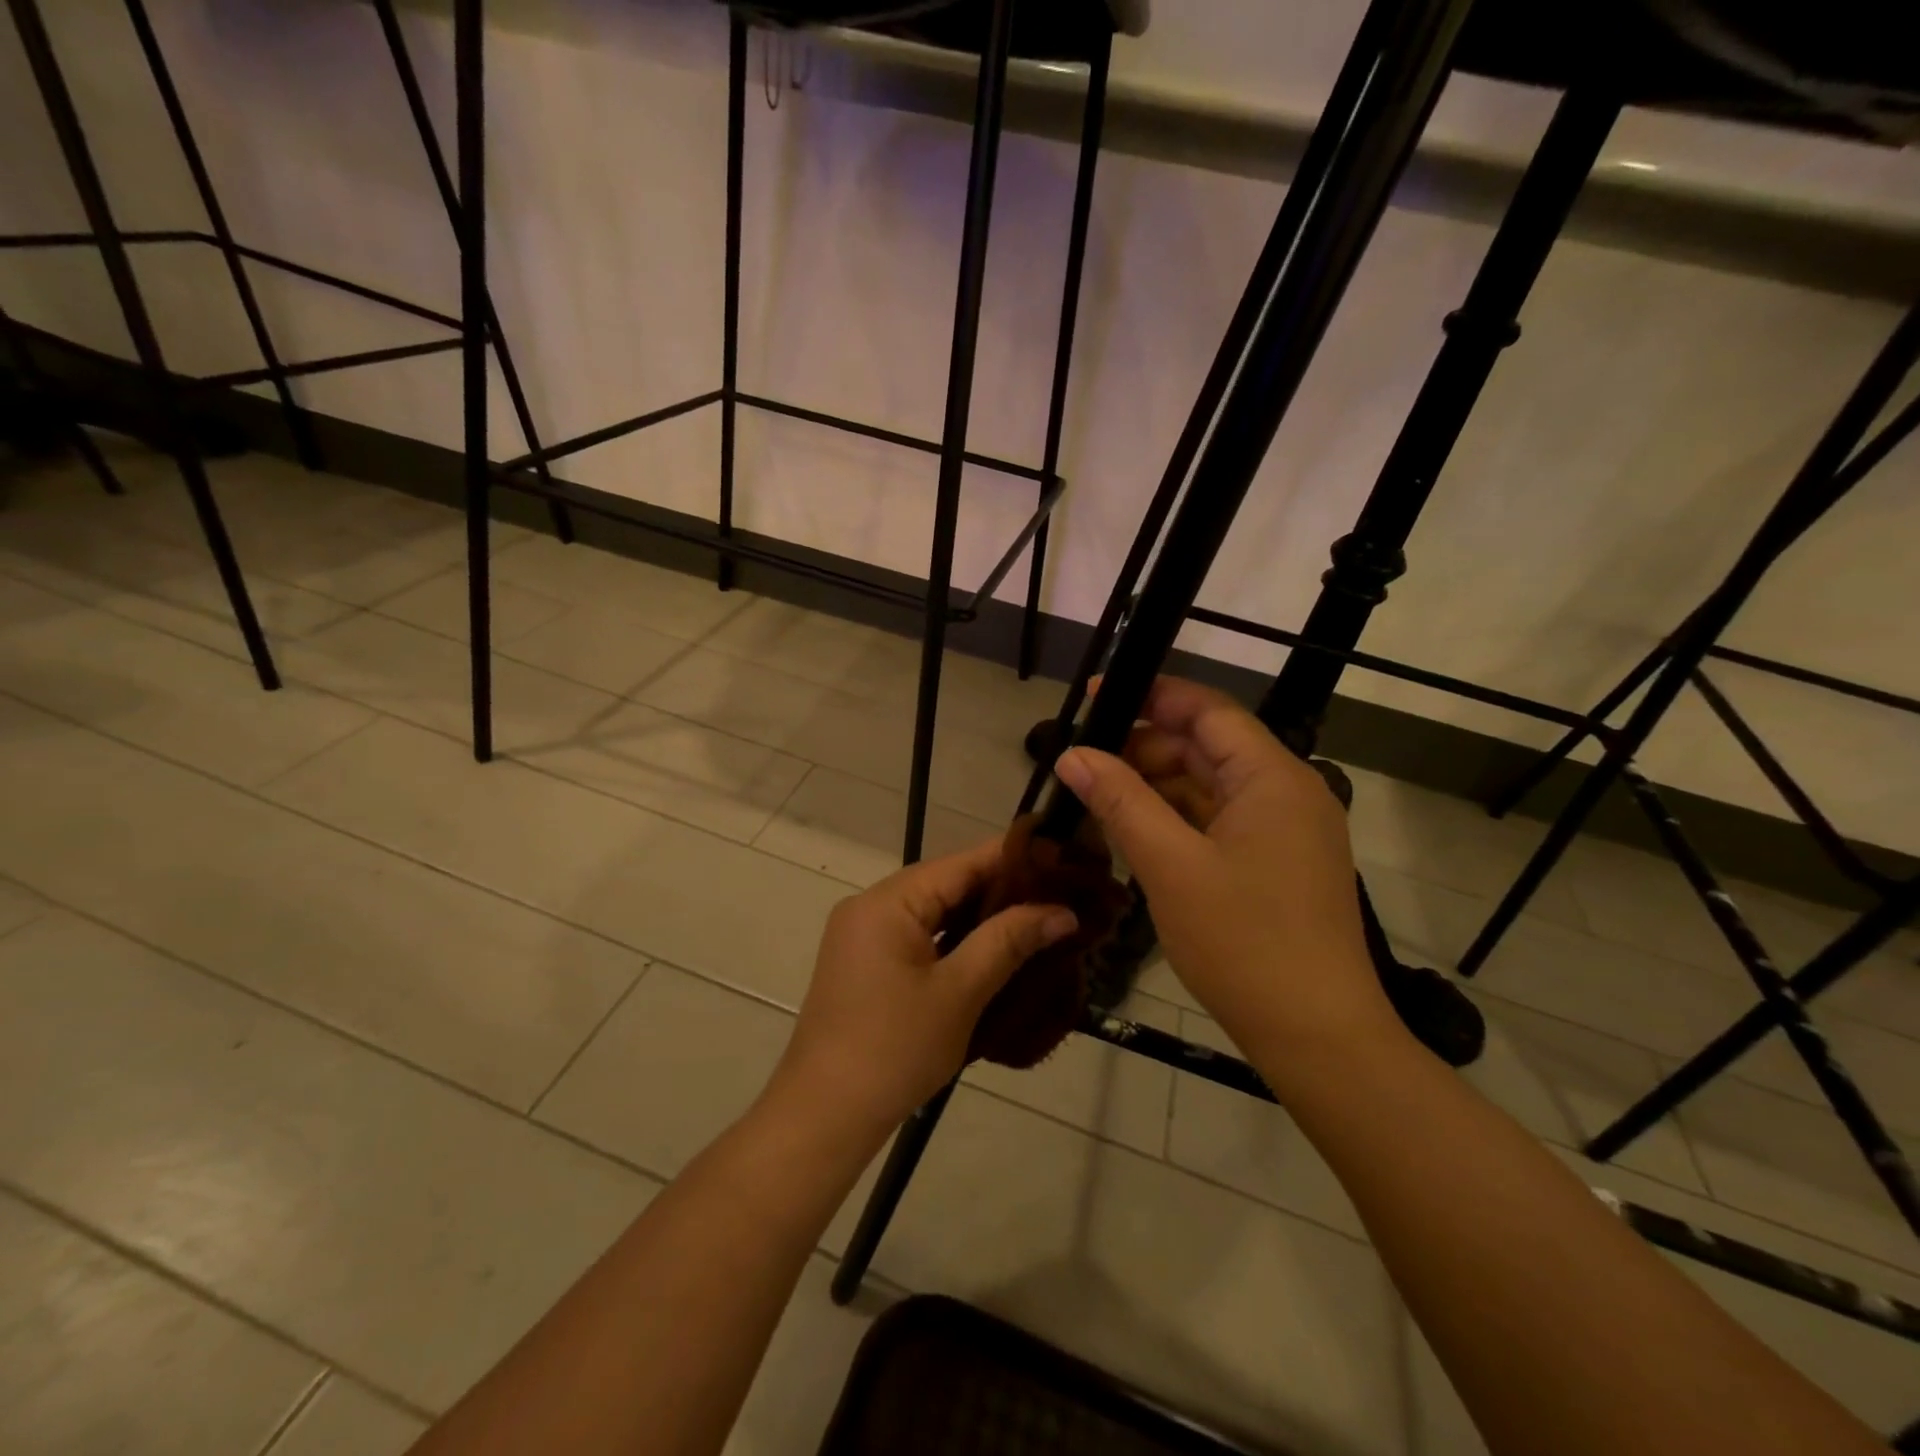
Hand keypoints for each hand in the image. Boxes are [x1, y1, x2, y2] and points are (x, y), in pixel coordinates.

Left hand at [768, 838, 1076, 1142]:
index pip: (962, 863)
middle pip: (946, 883)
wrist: (824, 1115)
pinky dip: (953, 938)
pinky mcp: (865, 961)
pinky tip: (992, 947)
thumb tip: (1063, 912)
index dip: (1014, 858)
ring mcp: (863, 934)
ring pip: (933, 910)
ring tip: (1037, 918)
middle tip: (1059, 894)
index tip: (1063, 857)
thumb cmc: (895, 1050)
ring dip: (979, 916)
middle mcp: (871, 905)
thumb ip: (1009, 941)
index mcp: (889, 901)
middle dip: (1001, 889)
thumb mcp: (960, 993)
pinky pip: (918, 934)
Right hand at [1053, 677, 1397, 1057]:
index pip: (1207, 710)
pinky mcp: (1277, 864)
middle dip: (1143, 747)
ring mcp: (1285, 831)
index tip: (1094, 698)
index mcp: (1273, 777)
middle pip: (1207, 746)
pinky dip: (1176, 820)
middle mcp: (1287, 792)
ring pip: (1210, 787)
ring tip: (1096, 797)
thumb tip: (1071, 754)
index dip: (1149, 696)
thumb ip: (1120, 802)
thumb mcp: (1170, 866)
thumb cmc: (1244, 943)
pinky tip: (1134, 832)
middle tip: (1082, 761)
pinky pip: (1219, 822)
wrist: (1318, 1038)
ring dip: (1155, 787)